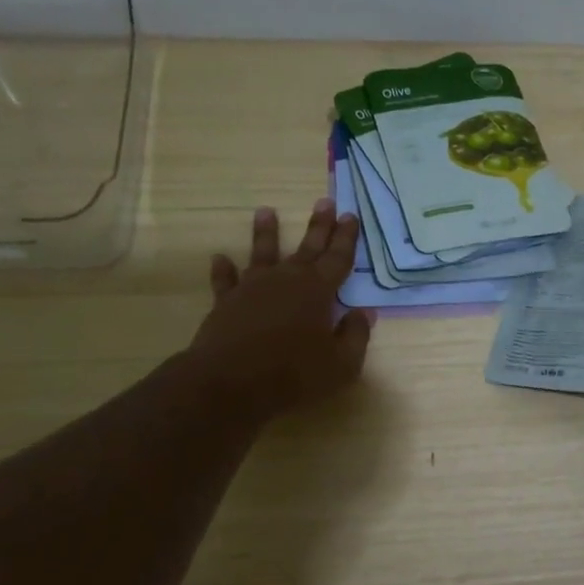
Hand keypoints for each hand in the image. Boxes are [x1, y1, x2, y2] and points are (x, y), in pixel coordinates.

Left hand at [186, 200, 372, 419]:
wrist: (230, 383)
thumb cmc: (294, 375)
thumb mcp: (341, 364)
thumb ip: (356, 335)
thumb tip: (364, 313)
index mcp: (318, 291)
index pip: (338, 258)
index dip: (346, 238)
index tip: (351, 216)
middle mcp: (286, 280)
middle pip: (307, 248)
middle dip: (319, 225)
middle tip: (325, 201)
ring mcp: (252, 289)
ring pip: (262, 253)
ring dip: (266, 232)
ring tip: (266, 211)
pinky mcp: (226, 303)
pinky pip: (225, 281)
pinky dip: (223, 270)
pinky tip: (220, 258)